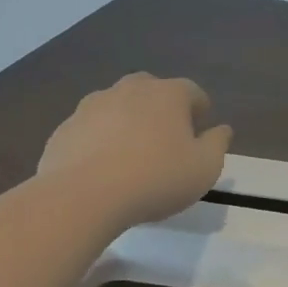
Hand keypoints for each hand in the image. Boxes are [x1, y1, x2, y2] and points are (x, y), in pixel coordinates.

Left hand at [38, 73, 232, 224]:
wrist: (82, 197)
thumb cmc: (155, 178)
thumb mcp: (205, 168)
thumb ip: (218, 144)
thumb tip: (222, 129)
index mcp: (169, 93)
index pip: (193, 92)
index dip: (199, 111)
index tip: (199, 134)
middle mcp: (131, 89)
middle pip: (152, 90)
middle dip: (161, 109)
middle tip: (165, 141)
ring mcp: (93, 105)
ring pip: (118, 106)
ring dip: (127, 122)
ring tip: (130, 156)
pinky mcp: (65, 128)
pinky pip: (90, 128)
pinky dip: (99, 140)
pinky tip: (101, 169)